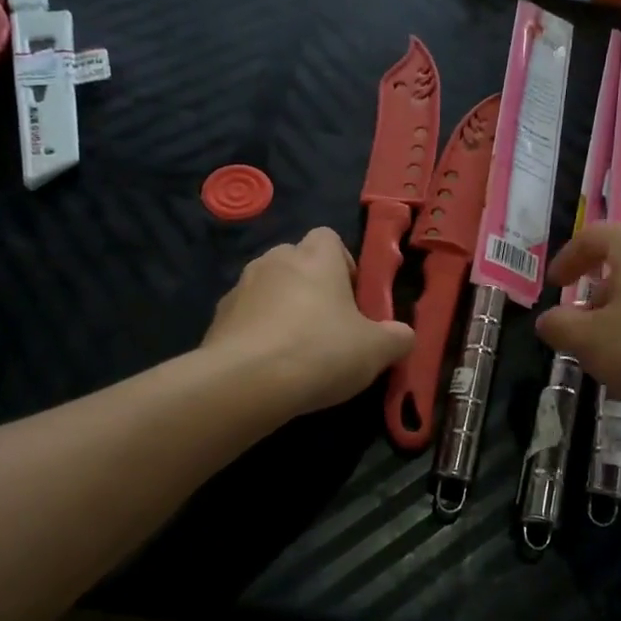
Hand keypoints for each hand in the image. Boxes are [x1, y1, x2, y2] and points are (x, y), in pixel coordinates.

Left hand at [204, 227, 415, 416]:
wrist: (246, 382)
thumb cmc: (320, 352)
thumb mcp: (375, 351)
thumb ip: (397, 338)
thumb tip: (403, 335)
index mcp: (315, 258)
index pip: (329, 238)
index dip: (343, 264)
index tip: (352, 298)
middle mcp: (274, 261)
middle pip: (296, 262)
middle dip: (310, 287)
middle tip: (327, 326)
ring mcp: (240, 287)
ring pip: (268, 289)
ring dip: (280, 309)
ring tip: (294, 350)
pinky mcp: (217, 318)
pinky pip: (244, 317)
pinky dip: (256, 333)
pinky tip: (266, 366)